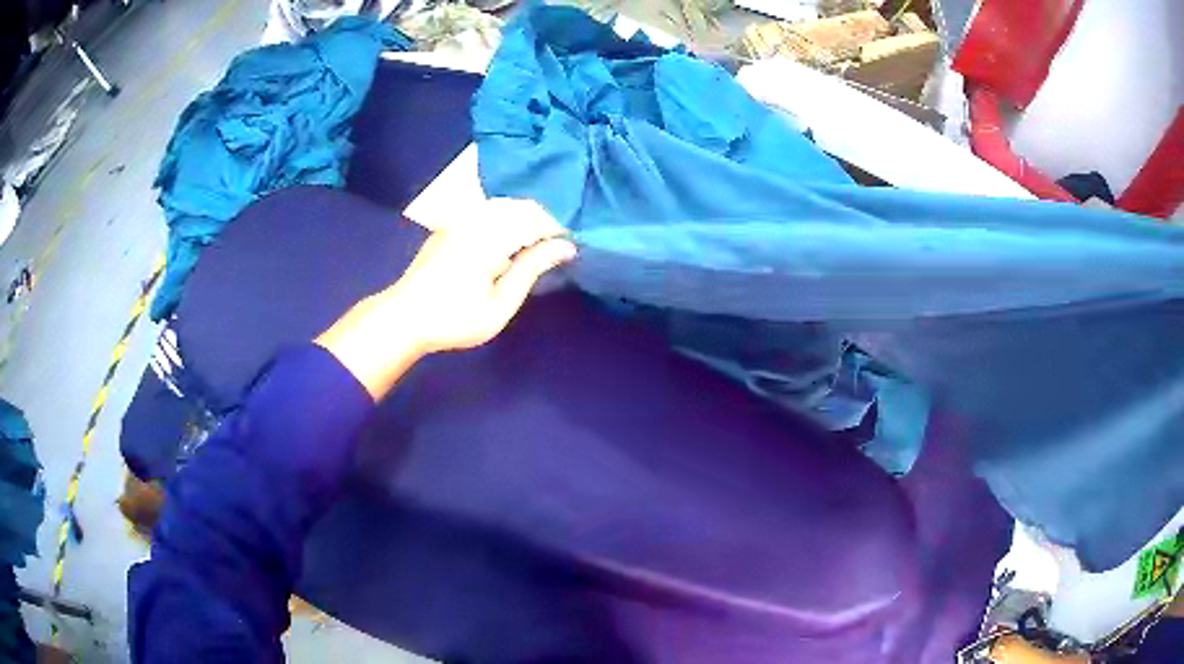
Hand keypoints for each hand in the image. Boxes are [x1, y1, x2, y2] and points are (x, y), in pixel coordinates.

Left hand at [388, 198, 576, 353]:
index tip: (570, 250)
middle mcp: (475, 218)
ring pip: (504, 205)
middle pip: (520, 206)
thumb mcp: (499, 305)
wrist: (404, 317)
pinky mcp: (450, 225)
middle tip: (553, 250)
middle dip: (543, 223)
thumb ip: (531, 270)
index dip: (557, 231)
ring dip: (524, 219)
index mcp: (488, 237)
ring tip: (533, 247)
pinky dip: (505, 219)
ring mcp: (459, 219)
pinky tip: (506, 242)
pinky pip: (486, 210)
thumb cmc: (454, 319)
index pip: (535, 219)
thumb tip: (565, 246)